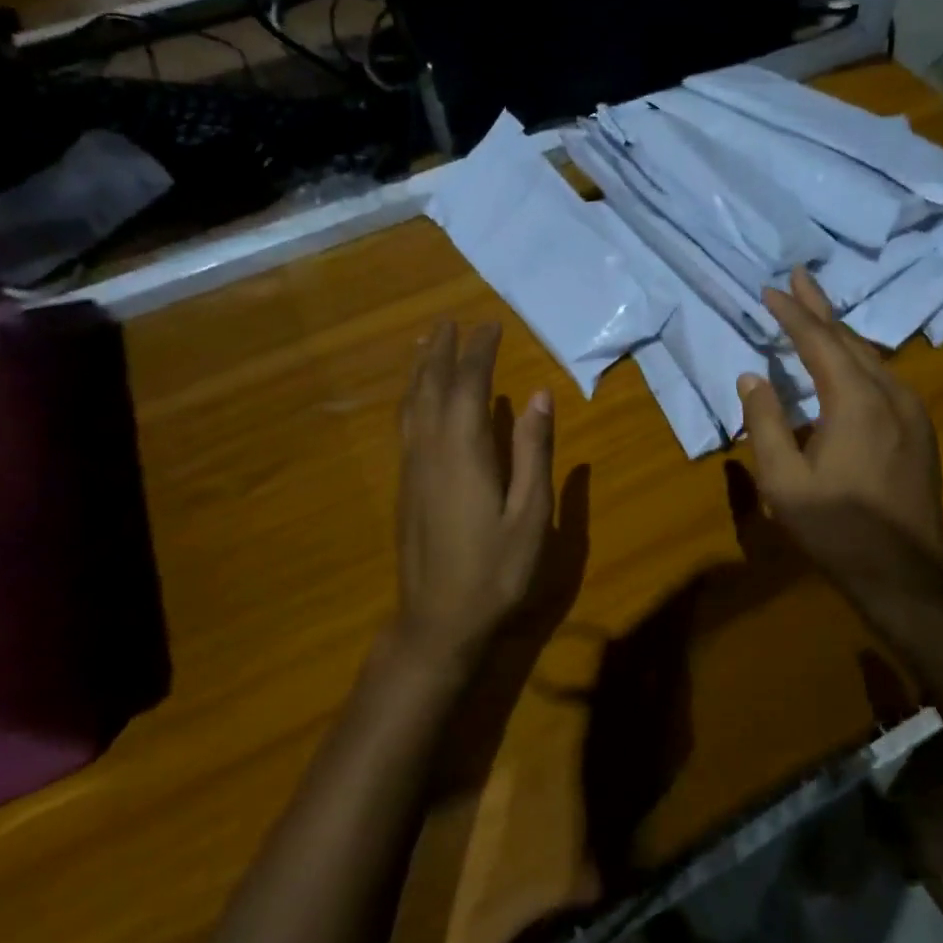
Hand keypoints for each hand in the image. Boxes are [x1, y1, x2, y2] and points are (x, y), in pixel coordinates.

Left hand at [395, 321, 554, 669]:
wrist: (438, 622)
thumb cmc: (495, 571)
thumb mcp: (529, 514)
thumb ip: (533, 452)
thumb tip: (538, 395)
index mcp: (463, 452)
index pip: (468, 386)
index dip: (478, 353)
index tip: (489, 326)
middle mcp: (430, 450)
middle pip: (431, 387)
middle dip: (441, 351)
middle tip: (449, 320)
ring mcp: (411, 468)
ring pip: (411, 405)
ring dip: (418, 370)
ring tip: (424, 343)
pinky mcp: (405, 486)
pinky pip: (405, 425)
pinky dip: (411, 398)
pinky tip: (415, 399)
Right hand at [736, 268, 942, 574]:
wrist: (906, 573)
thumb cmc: (837, 528)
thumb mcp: (783, 480)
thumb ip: (764, 422)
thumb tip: (753, 377)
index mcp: (855, 400)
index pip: (818, 341)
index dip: (791, 313)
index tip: (770, 290)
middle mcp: (890, 393)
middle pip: (850, 338)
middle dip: (819, 307)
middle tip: (797, 277)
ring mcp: (912, 410)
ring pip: (871, 356)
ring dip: (840, 333)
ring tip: (815, 313)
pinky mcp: (920, 429)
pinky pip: (885, 377)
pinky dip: (858, 359)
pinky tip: (846, 364)